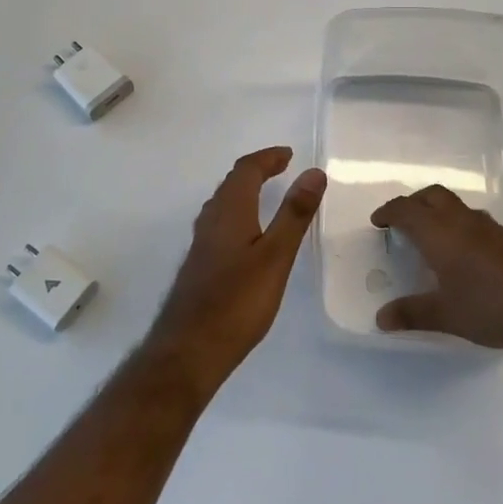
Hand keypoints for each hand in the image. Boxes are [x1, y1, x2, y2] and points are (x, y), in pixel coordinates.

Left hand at [146, 147, 325, 389]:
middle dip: (257, 170)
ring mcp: (201, 243)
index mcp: (229, 211)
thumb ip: (294, 214)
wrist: (189, 348)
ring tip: (267, 193)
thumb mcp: (276, 256)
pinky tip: (246, 235)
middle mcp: (211, 220)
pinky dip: (238, 212)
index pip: (246, 170)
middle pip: (232, 183)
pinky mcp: (200, 264)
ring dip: (245, 190)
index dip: (268, 158)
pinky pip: (220, 222)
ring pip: (223, 203)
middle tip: (282, 169)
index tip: (289, 155)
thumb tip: (313, 173)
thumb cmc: (237, 301)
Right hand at [371, 185, 502, 354]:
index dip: (389, 212)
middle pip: (434, 196)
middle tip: (404, 222)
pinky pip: (481, 225)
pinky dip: (466, 231)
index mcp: (440, 233)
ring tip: (437, 242)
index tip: (378, 221)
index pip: (406, 210)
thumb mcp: (446, 316)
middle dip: (415, 203)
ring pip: (460, 209)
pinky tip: (472, 260)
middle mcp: (465, 222)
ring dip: (443, 216)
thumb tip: (381, 319)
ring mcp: (494, 228)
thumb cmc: (492, 308)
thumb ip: (412, 314)